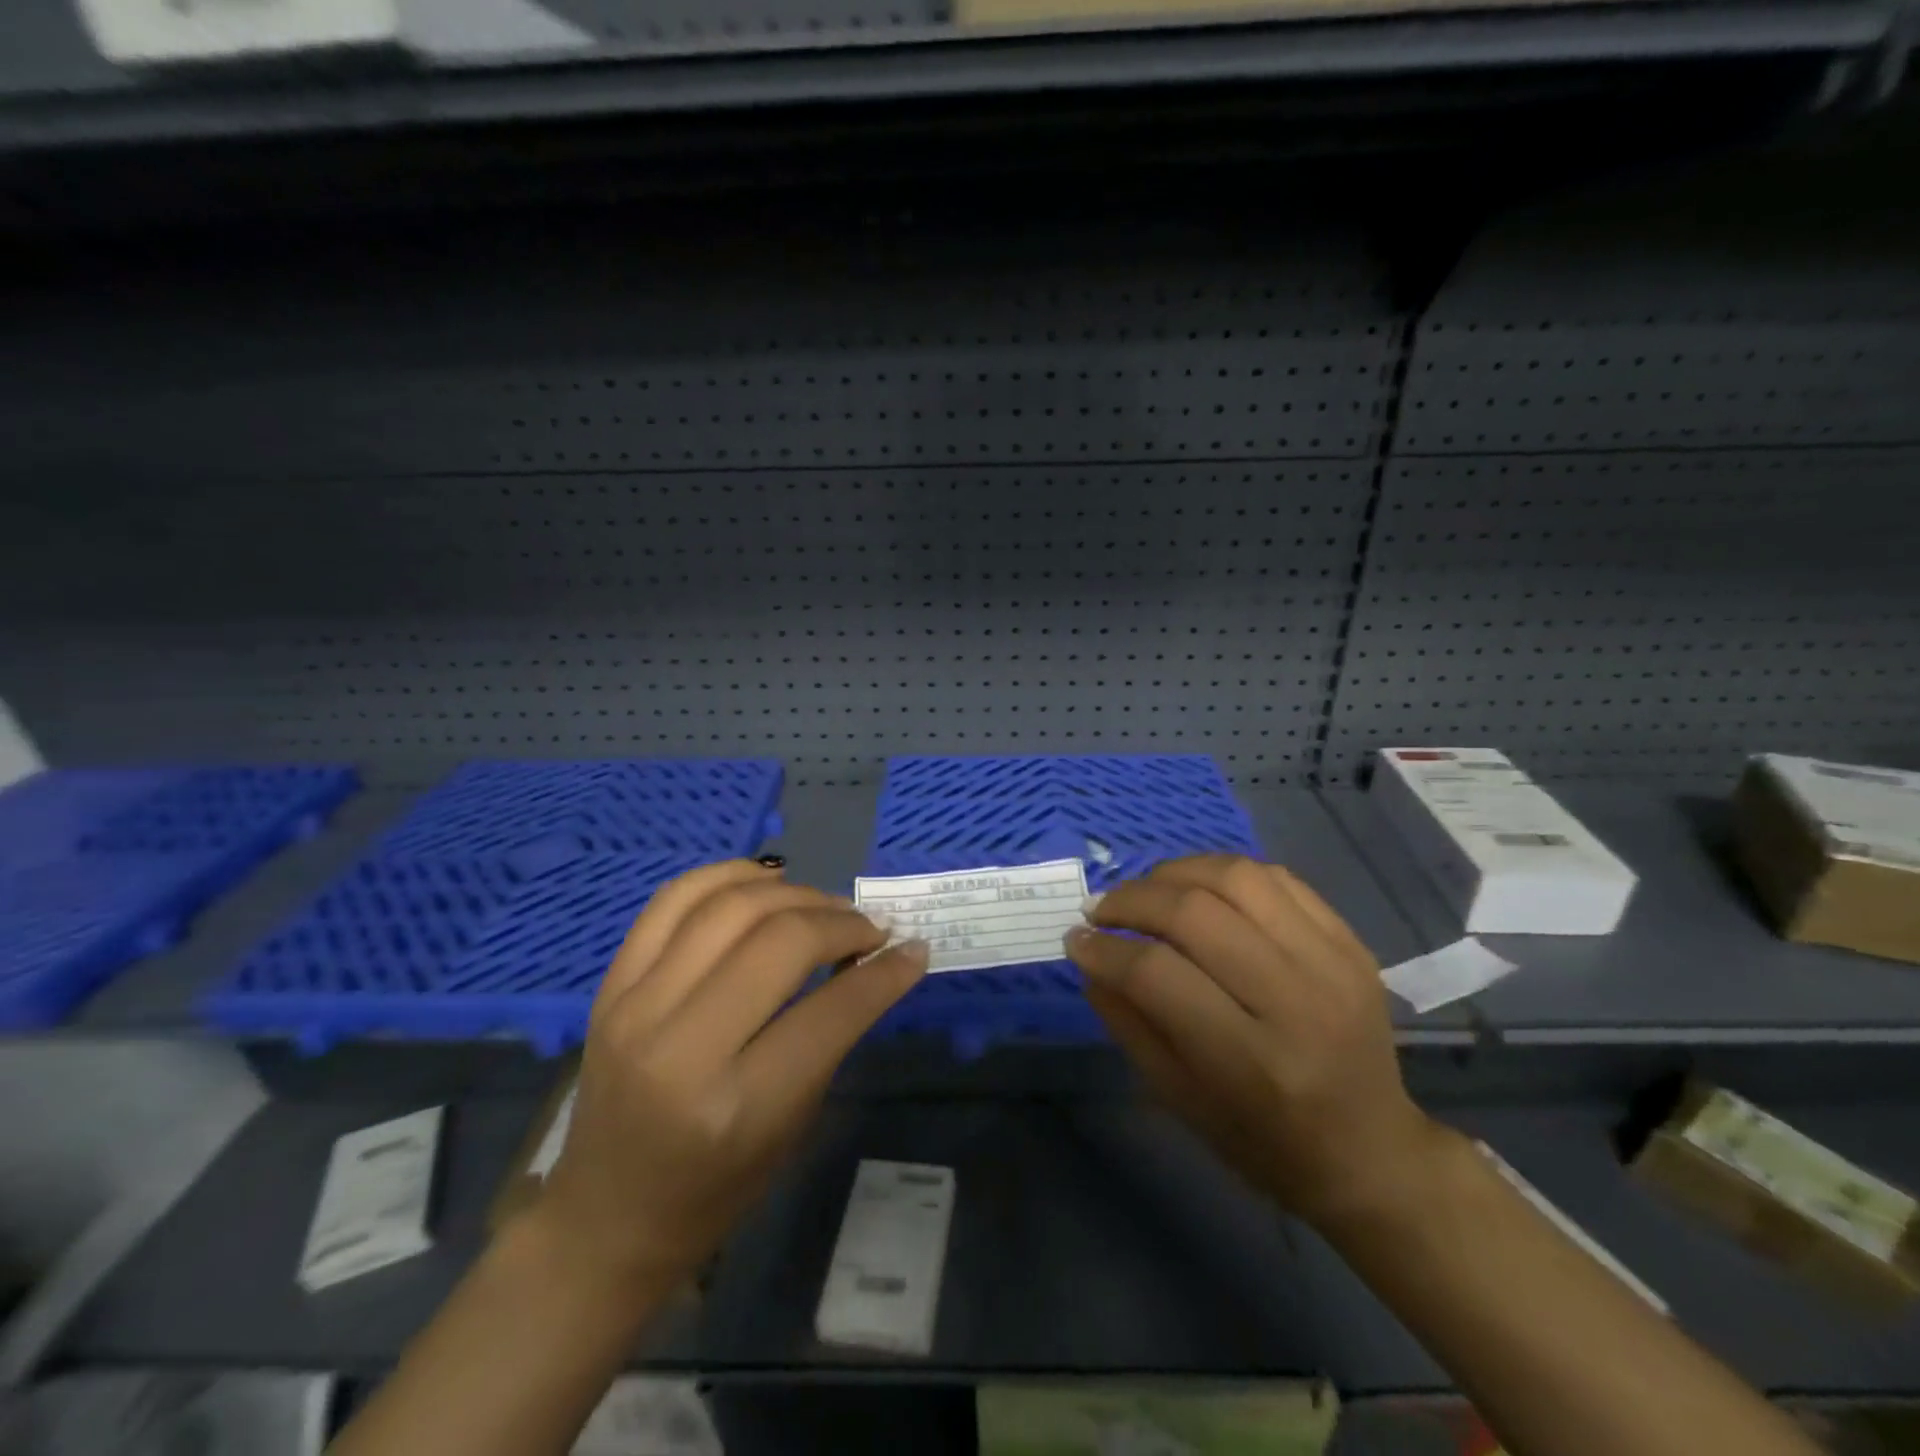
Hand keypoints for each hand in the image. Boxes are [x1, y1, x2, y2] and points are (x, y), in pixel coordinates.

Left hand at [538, 860, 928, 1285]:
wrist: (610, 1214)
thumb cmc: (718, 1185)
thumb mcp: (794, 1119)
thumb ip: (835, 1030)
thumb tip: (886, 956)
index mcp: (736, 1105)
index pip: (830, 1012)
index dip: (885, 973)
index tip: (912, 948)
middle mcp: (680, 1047)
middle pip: (781, 941)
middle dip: (841, 923)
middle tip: (869, 930)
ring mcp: (635, 1007)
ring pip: (731, 906)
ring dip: (794, 893)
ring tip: (824, 907)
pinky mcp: (611, 985)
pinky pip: (674, 898)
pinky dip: (729, 875)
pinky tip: (766, 881)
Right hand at [1065, 855, 1442, 1228]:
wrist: (1371, 1151)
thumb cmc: (1264, 1142)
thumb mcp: (1179, 1100)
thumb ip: (1128, 1023)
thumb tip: (1090, 956)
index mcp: (1252, 1062)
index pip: (1158, 974)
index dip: (1104, 950)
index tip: (1075, 940)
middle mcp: (1298, 1002)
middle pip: (1195, 914)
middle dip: (1131, 901)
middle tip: (1101, 910)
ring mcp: (1332, 963)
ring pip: (1236, 878)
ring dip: (1174, 873)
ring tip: (1147, 892)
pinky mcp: (1350, 942)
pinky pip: (1276, 877)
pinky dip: (1222, 872)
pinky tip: (1198, 889)